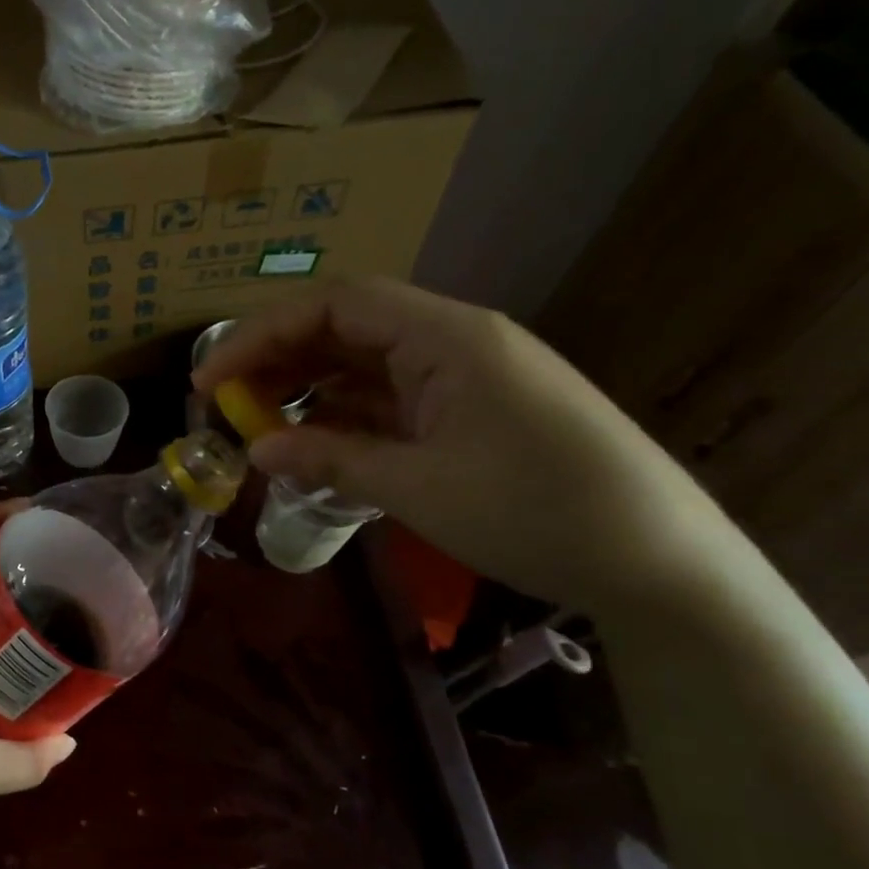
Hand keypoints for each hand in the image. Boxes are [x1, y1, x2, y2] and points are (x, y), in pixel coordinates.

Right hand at [194, 279, 734, 608]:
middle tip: (225, 403)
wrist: (659, 562)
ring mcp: (467, 378)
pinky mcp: (474, 413)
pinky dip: (347, 418)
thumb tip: (257, 449)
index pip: (334, 305)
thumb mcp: (418, 486)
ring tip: (259, 426)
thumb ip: (330, 457)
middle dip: (278, 359)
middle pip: (346, 328)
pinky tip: (316, 444)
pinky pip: (393, 401)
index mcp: (447, 336)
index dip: (261, 334)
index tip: (209, 380)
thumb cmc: (535, 511)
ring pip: (367, 366)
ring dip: (309, 390)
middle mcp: (455, 341)